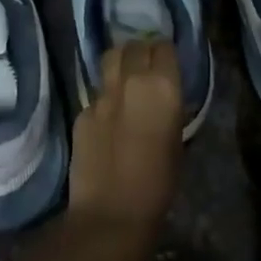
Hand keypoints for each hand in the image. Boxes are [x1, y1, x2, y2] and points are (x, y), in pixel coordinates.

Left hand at [66, 40, 184, 247]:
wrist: (111, 213)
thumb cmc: (158, 184)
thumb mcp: (178, 141)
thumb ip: (171, 109)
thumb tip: (165, 97)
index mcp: (162, 86)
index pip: (164, 47)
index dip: (166, 53)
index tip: (168, 63)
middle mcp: (131, 81)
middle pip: (135, 46)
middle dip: (142, 51)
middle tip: (147, 65)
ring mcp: (102, 94)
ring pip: (110, 58)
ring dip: (120, 61)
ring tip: (125, 76)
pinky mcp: (82, 111)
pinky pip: (96, 92)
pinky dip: (104, 96)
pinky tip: (109, 116)